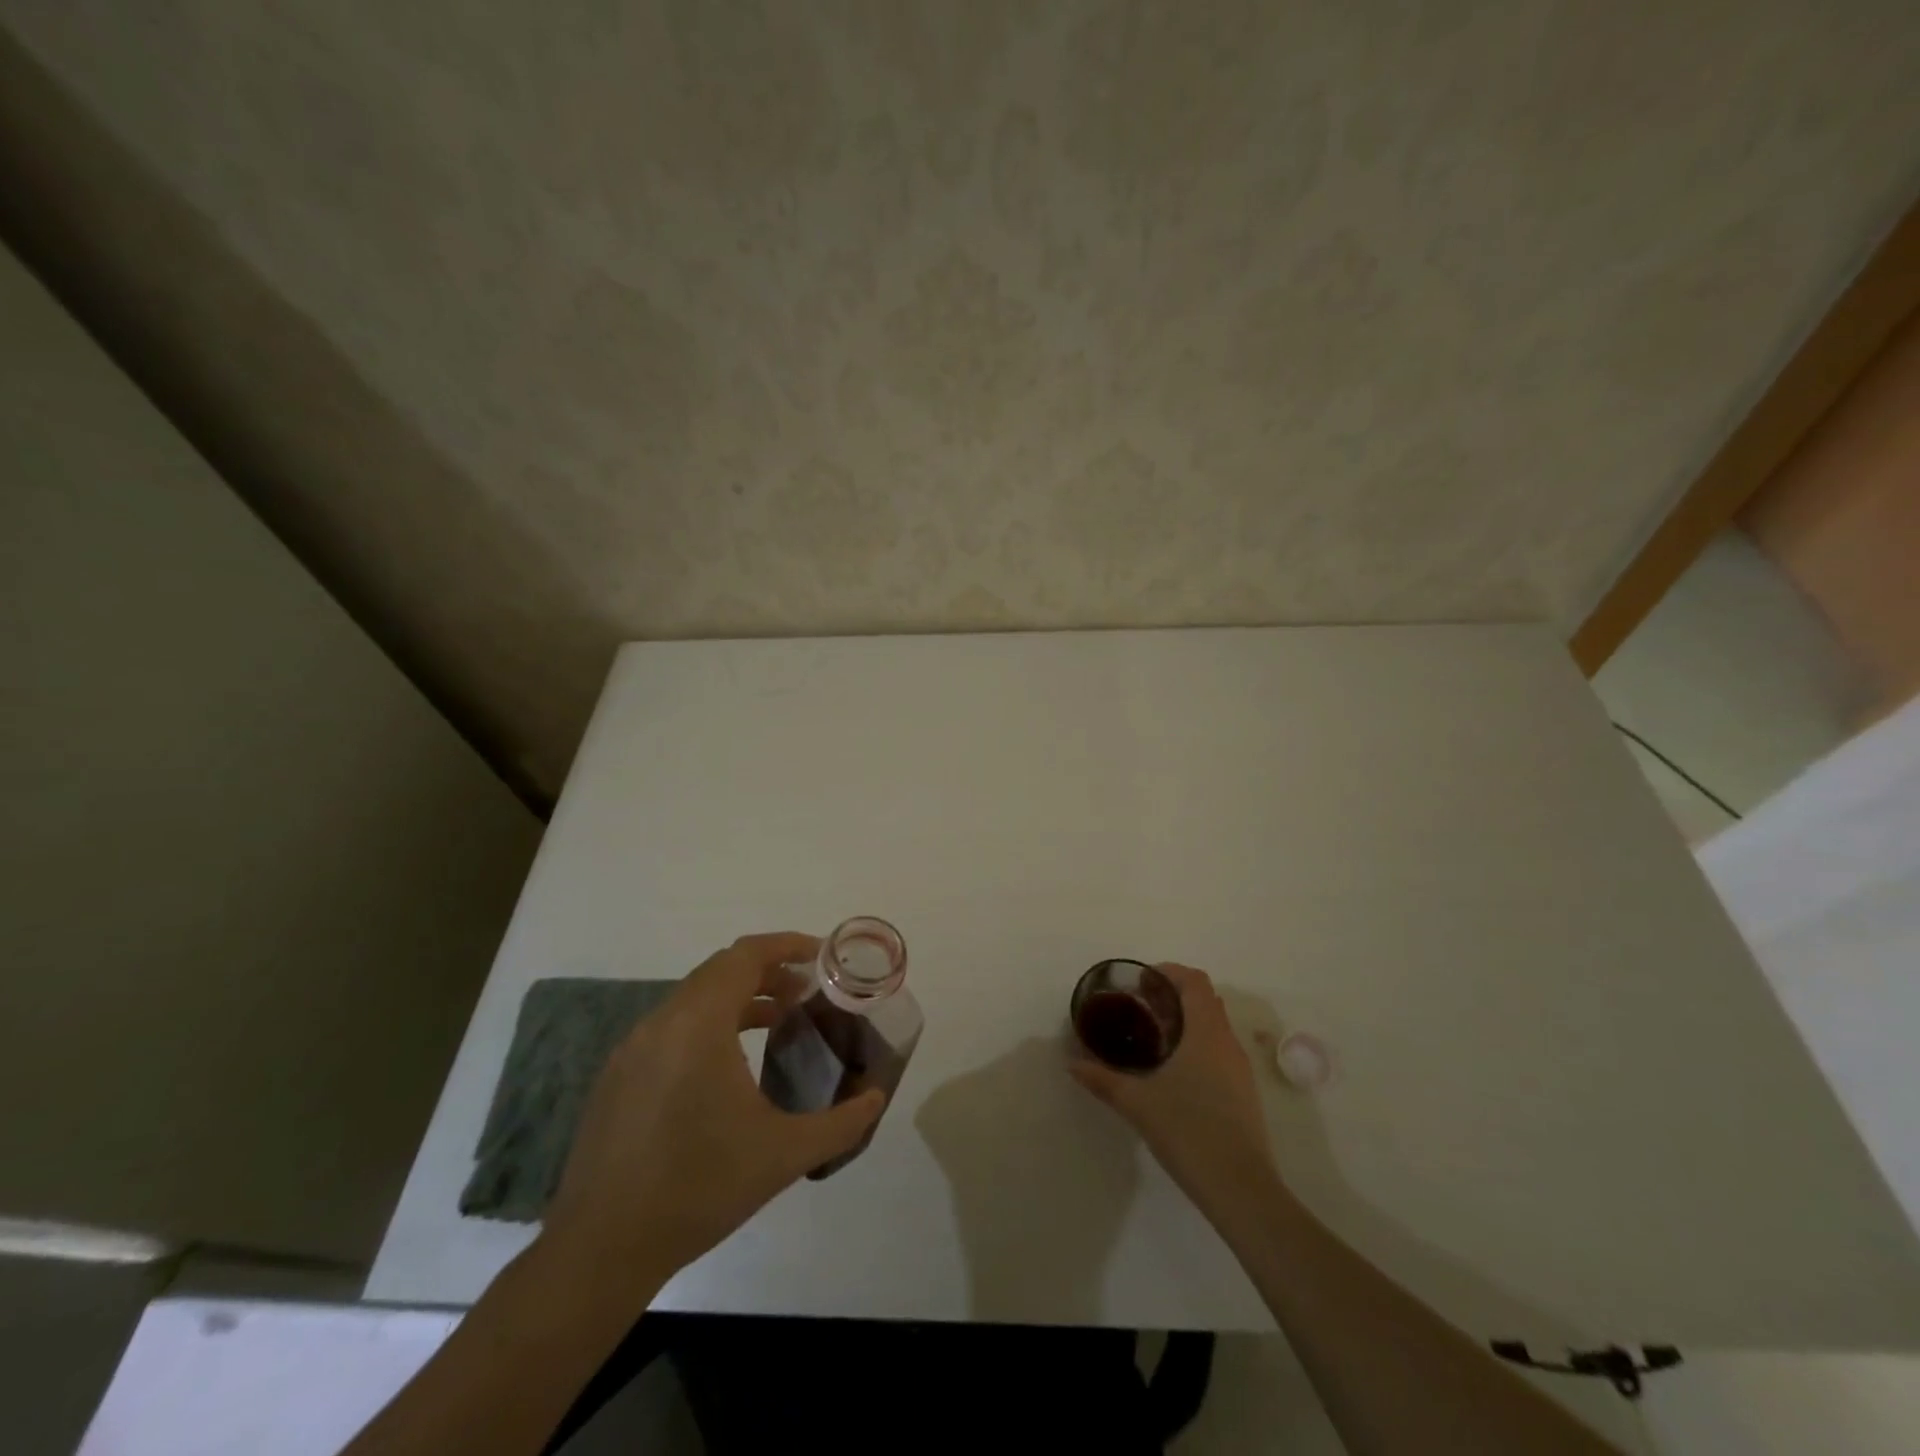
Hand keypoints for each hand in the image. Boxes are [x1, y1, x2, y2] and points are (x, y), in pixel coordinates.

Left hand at [543, 932, 884, 1291]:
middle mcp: (661, 1022)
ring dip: (738, 997)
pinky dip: (709, 1023)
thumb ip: (841, 1122)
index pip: (746, 955)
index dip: (787, 946)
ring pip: (694, 998)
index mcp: (698, 1024)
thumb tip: (877, 1097)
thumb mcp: (784, 1155)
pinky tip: (730, 1065)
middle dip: (769, 971)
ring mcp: (633, 1049)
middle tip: (807, 992)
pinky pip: (672, 1026)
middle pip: (721, 970)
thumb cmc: (699, 1188)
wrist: (601, 1250)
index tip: (822, 956)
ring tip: (778, 1021)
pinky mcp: (618, 1076)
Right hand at [1070, 963, 1283, 1223]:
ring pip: (1213, 1027)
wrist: (1241, 1189)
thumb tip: (1071, 1062)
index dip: (1168, 973)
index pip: (1194, 981)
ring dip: (1185, 1022)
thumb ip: (1102, 1078)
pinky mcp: (1243, 1093)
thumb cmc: (1189, 1132)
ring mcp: (1240, 1069)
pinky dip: (1196, 1046)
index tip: (1140, 983)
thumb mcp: (1137, 1103)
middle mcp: (1227, 1042)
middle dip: (1173, 996)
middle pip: (1204, 1000)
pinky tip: (1172, 1073)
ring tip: (1151, 1039)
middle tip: (1140, 1008)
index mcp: (1206, 1032)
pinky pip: (1219, 1051)